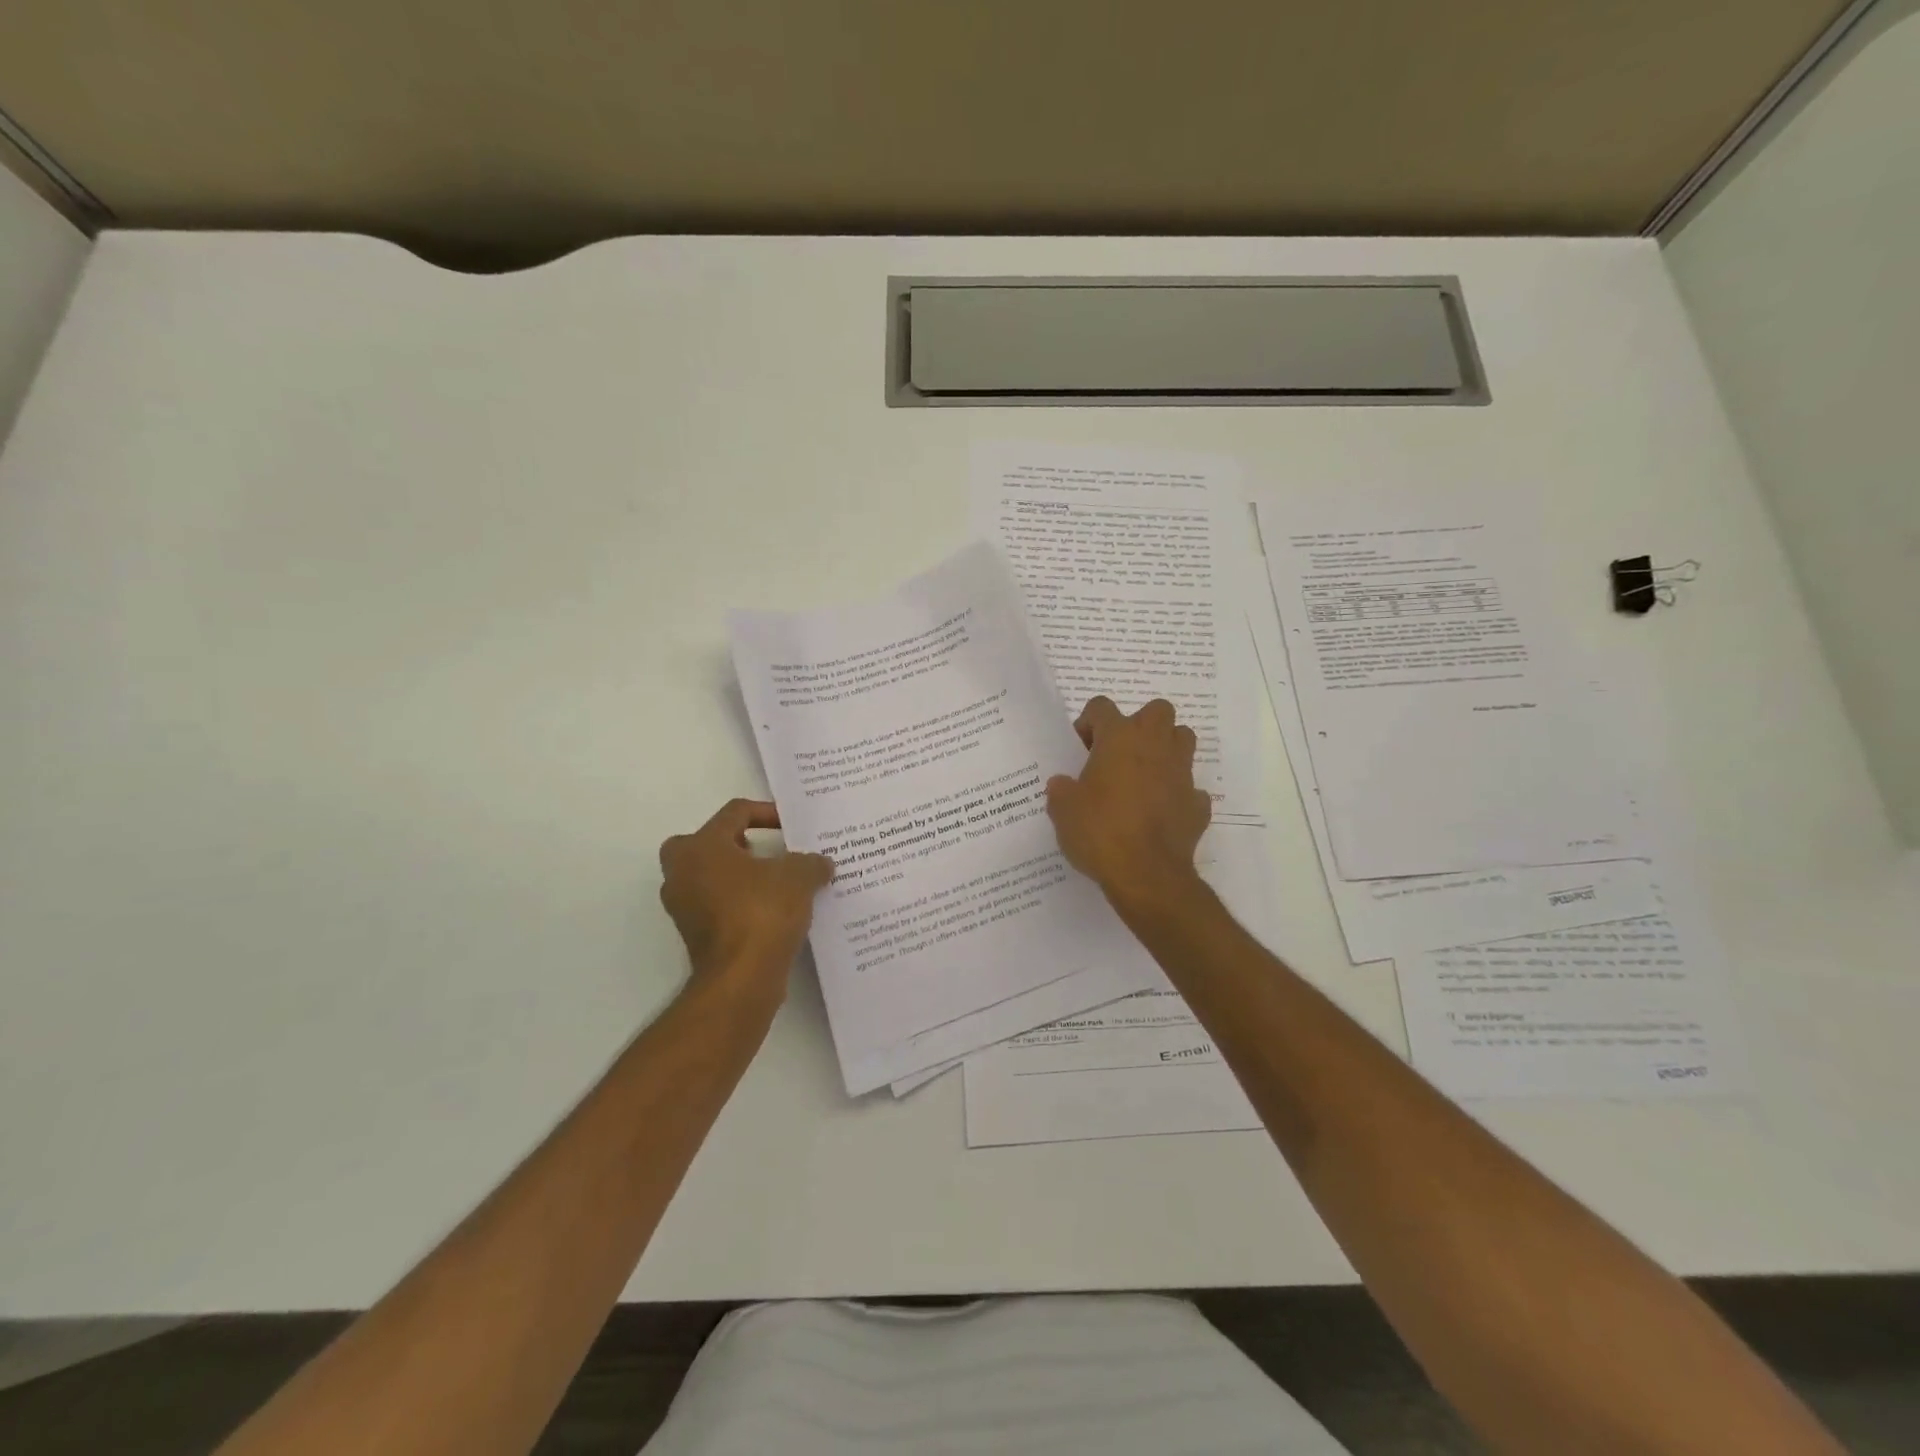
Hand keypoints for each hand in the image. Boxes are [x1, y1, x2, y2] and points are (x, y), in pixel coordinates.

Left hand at [659, 799, 832, 1006]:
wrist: (741, 978)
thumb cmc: (763, 912)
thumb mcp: (799, 876)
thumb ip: (810, 862)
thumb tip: (820, 863)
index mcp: (701, 846)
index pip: (734, 813)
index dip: (767, 813)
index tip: (793, 827)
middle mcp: (682, 872)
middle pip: (709, 843)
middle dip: (739, 844)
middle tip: (768, 851)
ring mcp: (684, 906)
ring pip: (711, 877)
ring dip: (740, 876)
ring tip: (777, 882)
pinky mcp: (694, 935)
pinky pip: (717, 906)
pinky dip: (740, 903)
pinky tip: (773, 910)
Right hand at [1047, 697, 1210, 910]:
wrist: (1146, 873)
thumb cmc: (1099, 831)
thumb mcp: (1062, 809)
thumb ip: (1061, 789)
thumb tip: (1063, 784)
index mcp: (1119, 738)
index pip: (1101, 707)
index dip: (1088, 723)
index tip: (1080, 749)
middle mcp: (1155, 746)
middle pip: (1157, 710)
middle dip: (1140, 724)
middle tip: (1119, 753)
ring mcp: (1181, 773)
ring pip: (1183, 740)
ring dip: (1165, 750)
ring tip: (1143, 776)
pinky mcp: (1197, 803)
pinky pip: (1189, 788)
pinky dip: (1177, 794)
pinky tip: (1160, 813)